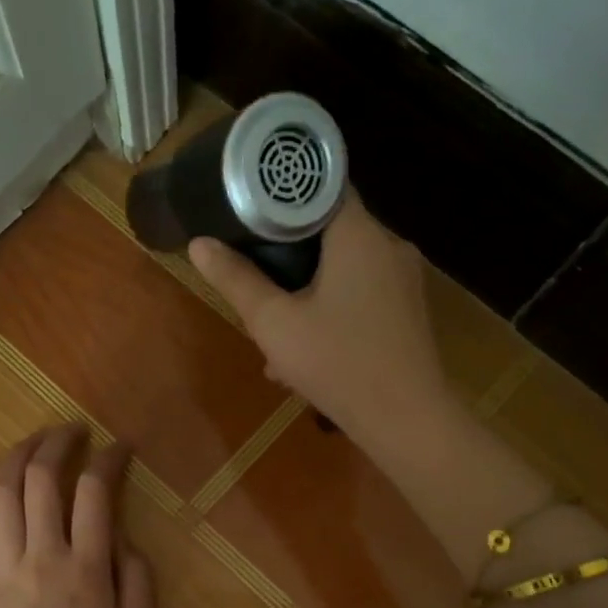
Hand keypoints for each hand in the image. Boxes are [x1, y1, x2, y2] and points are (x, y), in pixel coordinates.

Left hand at [0, 426, 155, 607]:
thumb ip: (138, 581)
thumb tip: (122, 537)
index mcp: (87, 569)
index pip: (96, 492)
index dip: (110, 459)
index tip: (121, 447)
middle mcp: (43, 556)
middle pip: (43, 479)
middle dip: (59, 443)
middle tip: (74, 432)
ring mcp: (5, 567)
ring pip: (4, 494)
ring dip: (19, 456)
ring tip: (36, 439)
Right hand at [188, 191, 449, 439]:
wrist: (406, 420)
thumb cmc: (337, 363)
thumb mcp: (274, 323)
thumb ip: (236, 280)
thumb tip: (199, 244)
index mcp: (359, 234)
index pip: (321, 188)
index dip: (283, 196)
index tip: (251, 213)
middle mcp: (389, 245)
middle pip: (331, 231)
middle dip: (289, 254)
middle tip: (256, 278)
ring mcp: (405, 280)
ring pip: (345, 268)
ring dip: (308, 290)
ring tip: (275, 327)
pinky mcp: (408, 311)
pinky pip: (362, 294)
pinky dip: (333, 309)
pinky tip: (307, 350)